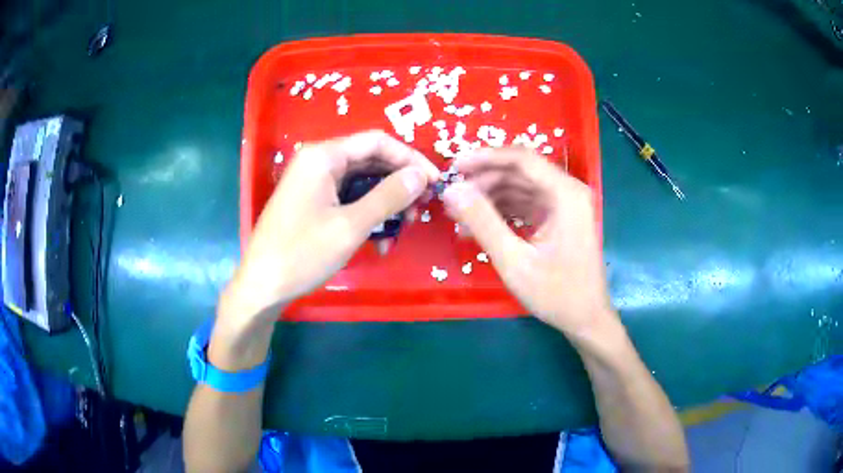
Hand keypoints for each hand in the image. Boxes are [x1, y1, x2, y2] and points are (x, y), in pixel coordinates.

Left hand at [219, 130, 439, 331]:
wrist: (262, 286)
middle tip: (420, 210)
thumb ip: (389, 196)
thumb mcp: (351, 226)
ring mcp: (314, 182)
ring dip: (386, 203)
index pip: (378, 142)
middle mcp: (318, 161)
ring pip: (362, 182)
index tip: (435, 182)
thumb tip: (421, 175)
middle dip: (399, 184)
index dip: (410, 159)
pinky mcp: (312, 201)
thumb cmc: (302, 254)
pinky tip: (379, 241)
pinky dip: (367, 215)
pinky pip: (348, 199)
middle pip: (371, 160)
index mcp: (324, 156)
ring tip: (403, 229)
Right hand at [442, 147, 611, 336]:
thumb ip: (483, 223)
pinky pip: (526, 204)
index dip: (485, 157)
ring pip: (520, 187)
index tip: (454, 167)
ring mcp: (565, 204)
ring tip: (460, 215)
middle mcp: (568, 191)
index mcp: (566, 194)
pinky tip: (479, 226)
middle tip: (453, 197)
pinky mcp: (559, 218)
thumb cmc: (557, 293)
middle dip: (484, 181)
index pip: (521, 159)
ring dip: (490, 197)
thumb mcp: (515, 261)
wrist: (586, 318)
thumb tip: (452, 191)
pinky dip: (502, 211)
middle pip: (520, 171)